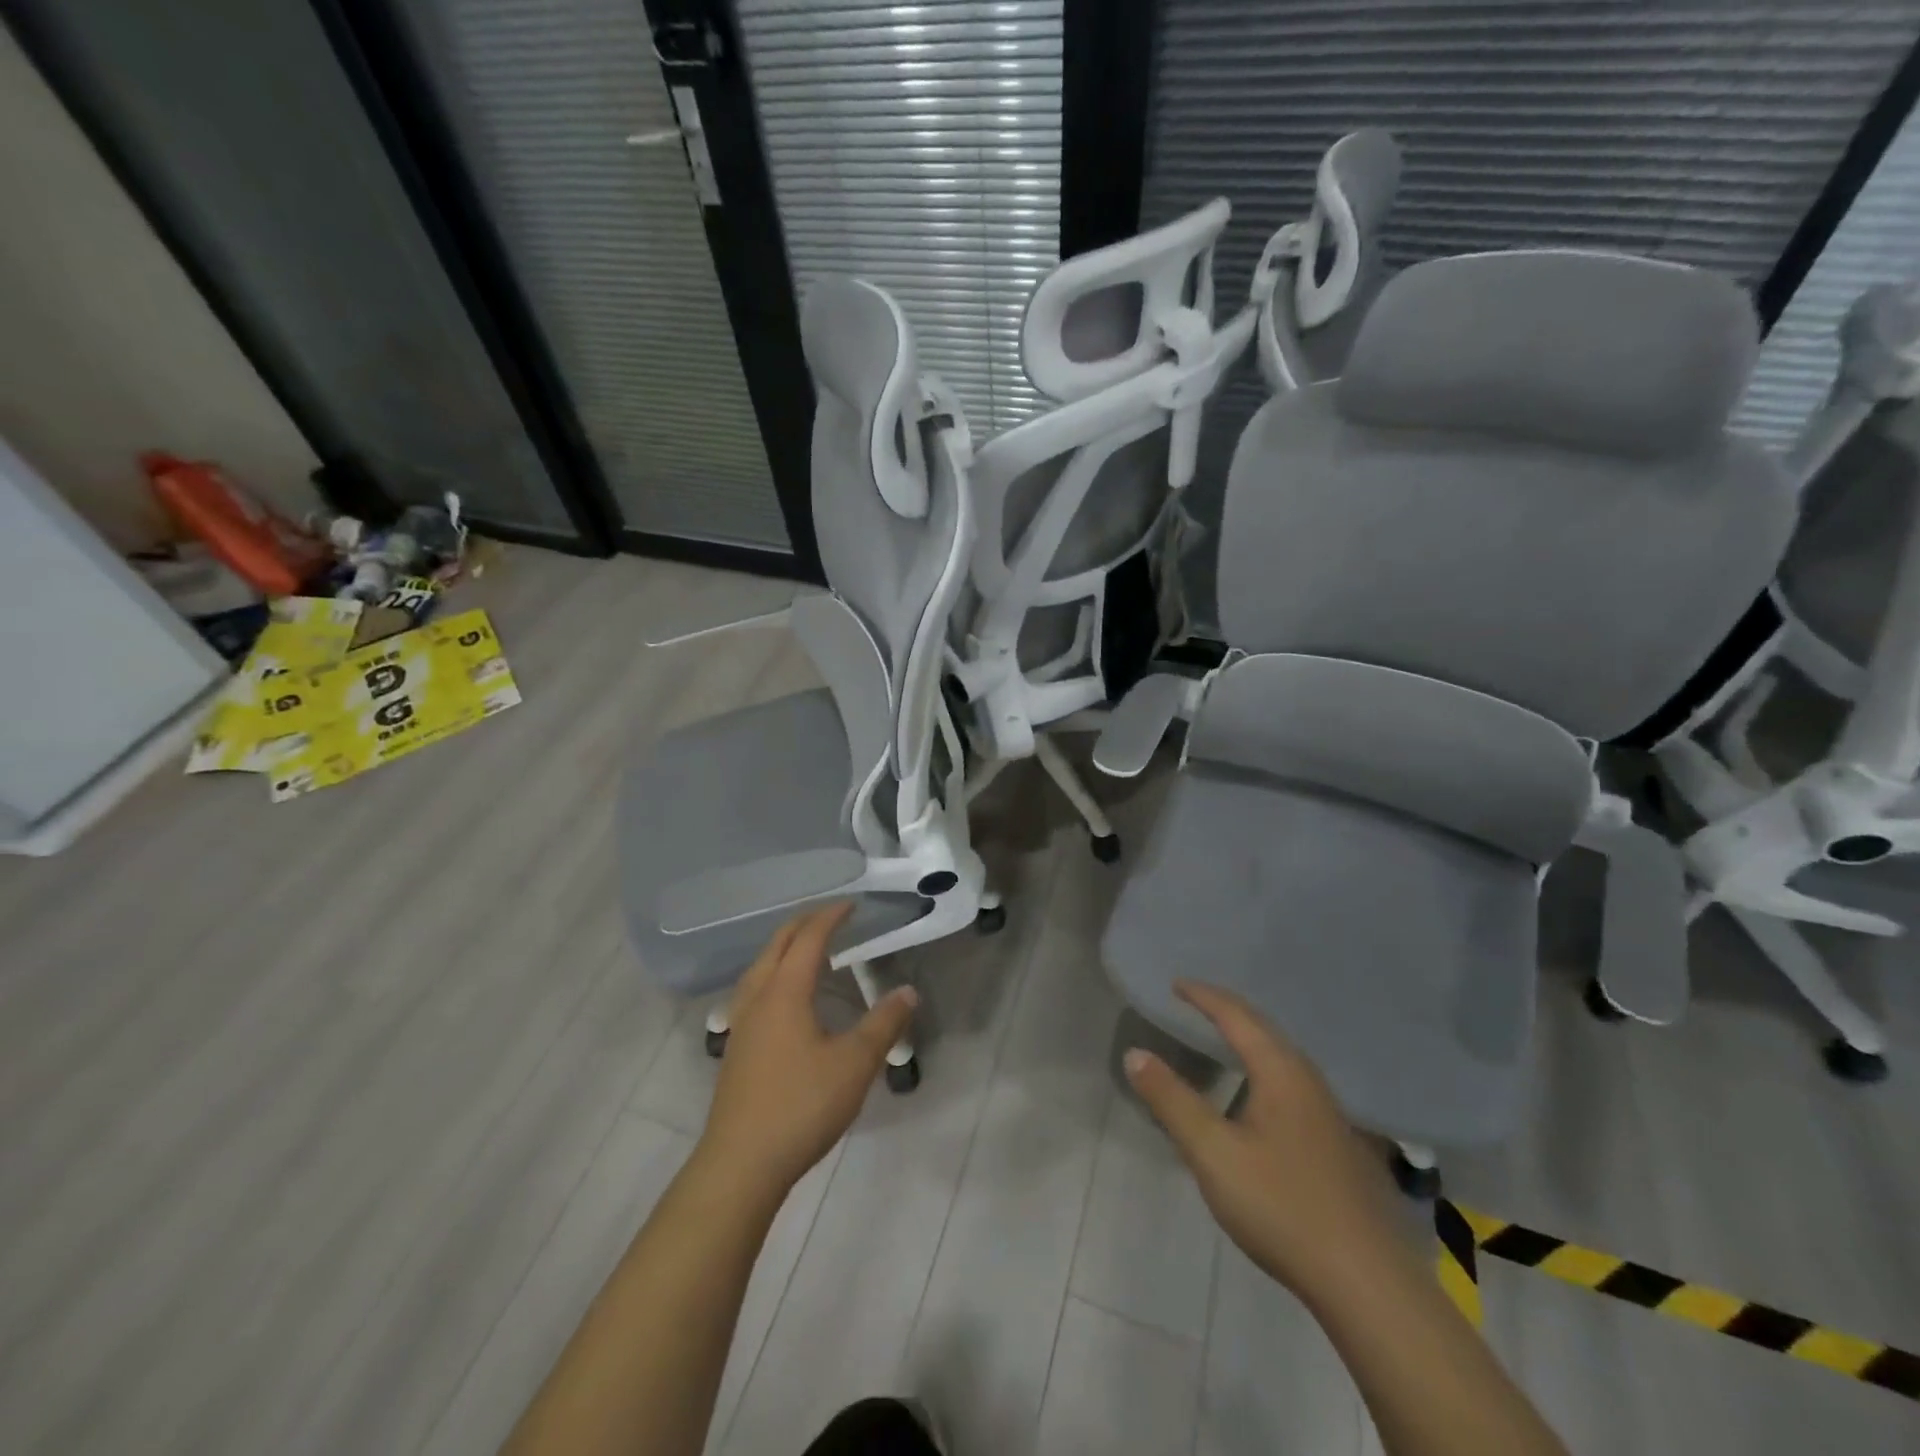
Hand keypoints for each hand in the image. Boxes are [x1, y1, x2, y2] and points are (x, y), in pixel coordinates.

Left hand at [695, 904, 917, 1201]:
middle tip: (833, 917)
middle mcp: (758, 998)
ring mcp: (742, 1023)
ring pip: (761, 966)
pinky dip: (775, 973)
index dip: (831, 917)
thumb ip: (884, 1024)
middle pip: (778, 944)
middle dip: (805, 923)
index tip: (852, 905)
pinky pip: (755, 989)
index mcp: (785, 992)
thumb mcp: (854, 1064)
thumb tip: (908, 992)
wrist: (740, 1164)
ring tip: (810, 949)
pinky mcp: (737, 1047)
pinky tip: (786, 998)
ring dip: (785, 948)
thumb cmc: (801, 1106)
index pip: (809, 939)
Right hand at [1124, 980, 1400, 1302]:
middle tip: (1194, 1001)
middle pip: (1264, 1029)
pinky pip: (1291, 1080)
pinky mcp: (1337, 1141)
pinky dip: (1263, 1065)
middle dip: (1227, 1010)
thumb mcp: (1212, 1152)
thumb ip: (1171, 1100)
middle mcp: (1308, 1080)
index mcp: (1281, 1071)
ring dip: (1249, 1037)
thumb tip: (1135, 1054)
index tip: (1176, 983)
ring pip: (1282, 1056)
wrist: (1367, 1282)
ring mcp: (1329, 1112)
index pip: (1237, 1016)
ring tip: (1222, 1036)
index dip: (1203, 996)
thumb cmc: (1282, 1205)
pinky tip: (1259, 1093)